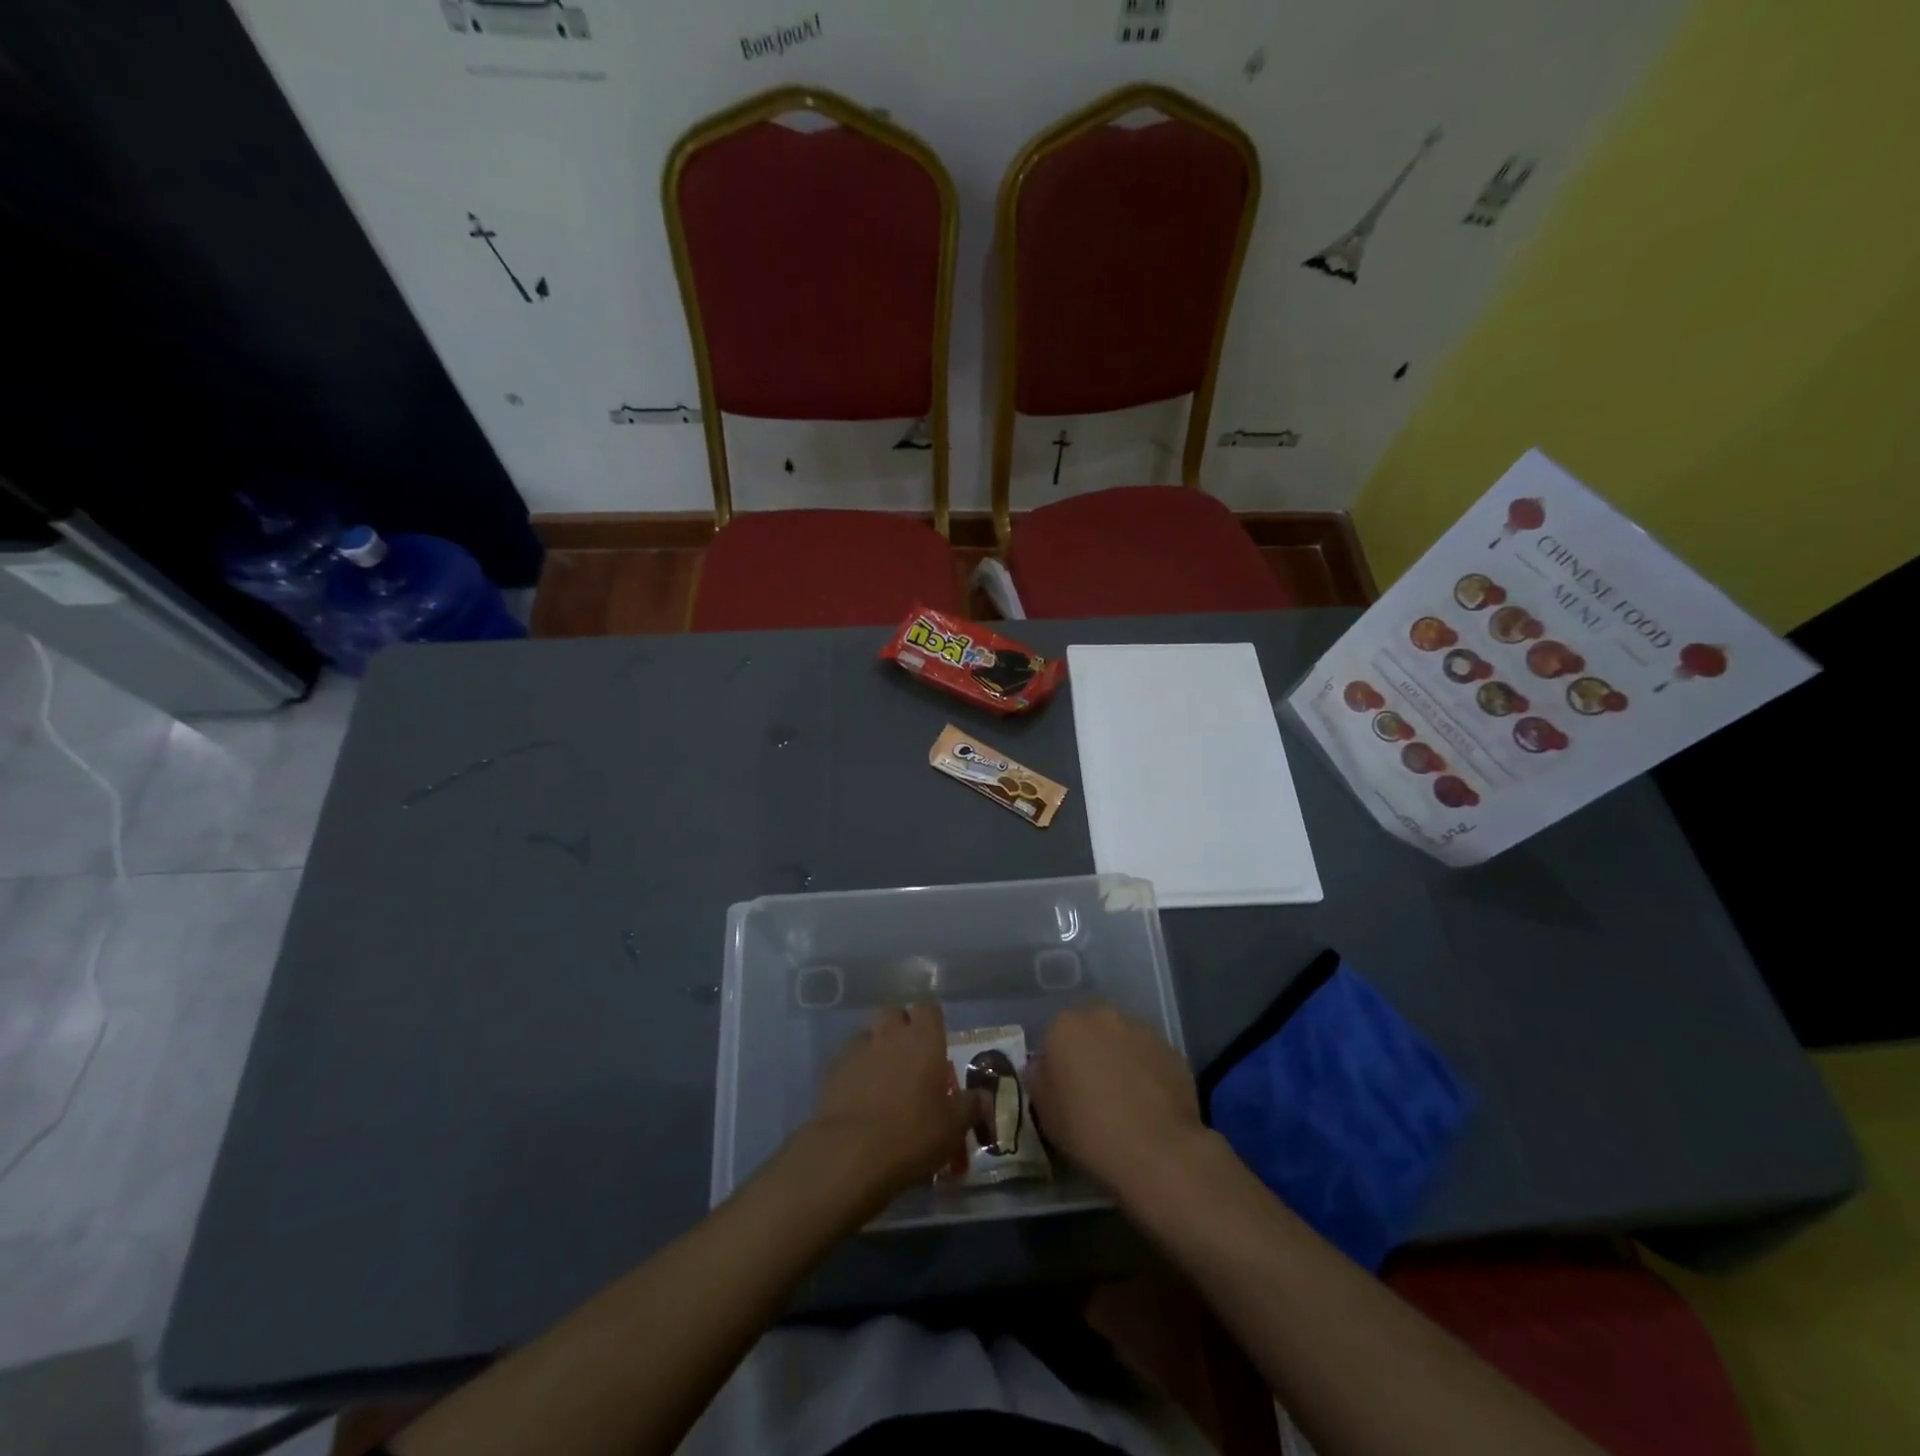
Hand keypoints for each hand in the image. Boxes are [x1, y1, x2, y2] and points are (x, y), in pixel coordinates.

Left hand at [807, 1002, 981, 1205]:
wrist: (849, 1154)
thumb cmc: (912, 1134)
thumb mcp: (952, 1128)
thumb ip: (970, 1107)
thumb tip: (984, 1097)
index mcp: (923, 1039)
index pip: (928, 1007)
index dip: (932, 1020)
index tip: (936, 1041)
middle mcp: (889, 1034)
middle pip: (894, 1013)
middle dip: (901, 1028)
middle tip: (910, 1058)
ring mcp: (856, 1049)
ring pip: (869, 1035)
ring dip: (876, 1048)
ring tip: (883, 1079)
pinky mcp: (831, 1070)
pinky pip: (847, 1060)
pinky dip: (855, 1071)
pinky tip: (858, 1098)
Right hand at [1028, 1004, 1204, 1197]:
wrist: (1156, 1150)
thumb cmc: (1089, 1130)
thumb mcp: (1045, 1113)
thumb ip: (1039, 1081)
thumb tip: (1043, 1068)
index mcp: (1065, 1026)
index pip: (1053, 1039)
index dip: (1057, 1067)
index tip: (1063, 1094)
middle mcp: (1102, 1016)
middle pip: (1089, 1032)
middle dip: (1089, 1054)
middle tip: (1093, 1093)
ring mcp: (1141, 1030)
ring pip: (1121, 1041)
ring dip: (1119, 1060)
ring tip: (1125, 1101)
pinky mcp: (1171, 1049)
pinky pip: (1149, 1057)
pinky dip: (1146, 1072)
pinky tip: (1149, 1104)